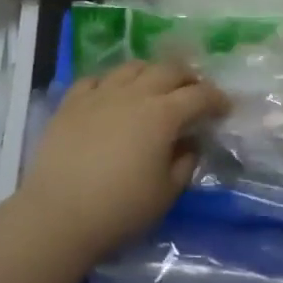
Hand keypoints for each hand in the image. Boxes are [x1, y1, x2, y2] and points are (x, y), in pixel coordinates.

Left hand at [21, 61, 228, 252]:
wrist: (58, 215)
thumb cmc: (120, 209)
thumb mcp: (166, 193)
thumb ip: (185, 163)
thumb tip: (190, 144)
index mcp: (162, 115)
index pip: (199, 95)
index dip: (217, 99)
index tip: (224, 108)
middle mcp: (133, 94)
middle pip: (168, 70)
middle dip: (188, 77)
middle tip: (195, 92)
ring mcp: (99, 94)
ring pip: (132, 67)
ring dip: (151, 73)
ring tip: (155, 87)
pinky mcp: (71, 102)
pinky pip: (96, 79)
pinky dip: (112, 82)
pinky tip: (113, 95)